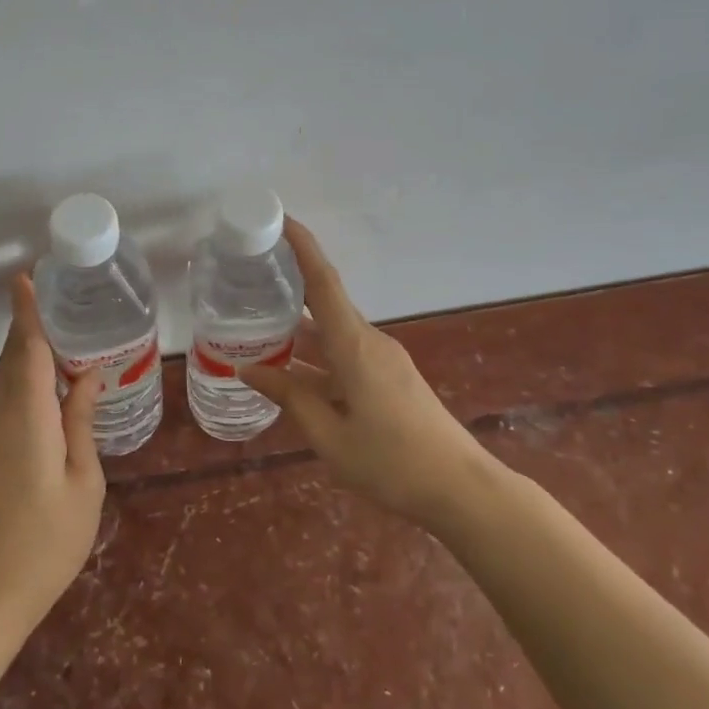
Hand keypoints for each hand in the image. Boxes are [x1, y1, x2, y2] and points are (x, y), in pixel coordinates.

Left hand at [0, 273, 105, 630]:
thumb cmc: (49, 538)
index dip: (27, 314)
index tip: (25, 277)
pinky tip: (45, 377)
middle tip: (47, 291)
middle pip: (15, 359)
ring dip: (26, 348)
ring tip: (54, 324)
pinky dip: (25, 376)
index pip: (29, 353)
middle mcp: (4, 418)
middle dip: (27, 323)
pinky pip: (9, 398)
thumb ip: (80, 423)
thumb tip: (85, 378)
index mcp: (30, 420)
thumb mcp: (83, 480)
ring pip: (9, 378)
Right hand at [240, 218, 494, 528]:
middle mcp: (370, 342)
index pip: (324, 283)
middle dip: (290, 286)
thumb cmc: (391, 462)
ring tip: (256, 324)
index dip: (303, 247)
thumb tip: (247, 369)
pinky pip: (345, 353)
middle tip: (247, 278)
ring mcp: (383, 360)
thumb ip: (289, 396)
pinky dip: (316, 353)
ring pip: (333, 332)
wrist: (460, 488)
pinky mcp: (389, 377)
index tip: (280, 220)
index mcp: (355, 347)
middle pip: (326, 302)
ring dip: (300, 327)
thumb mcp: (329, 435)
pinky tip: (291, 369)